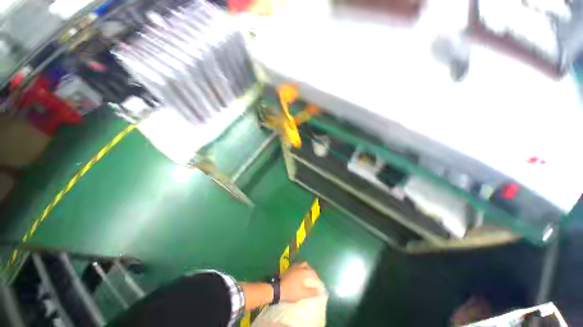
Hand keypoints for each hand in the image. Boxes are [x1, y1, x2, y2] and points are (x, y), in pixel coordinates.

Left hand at [280, 262, 324, 302]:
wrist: (278, 289)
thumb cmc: (291, 291)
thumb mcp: (302, 294)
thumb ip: (312, 292)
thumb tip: (321, 291)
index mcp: (303, 272)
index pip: (312, 272)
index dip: (316, 276)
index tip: (317, 281)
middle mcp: (298, 267)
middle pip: (306, 265)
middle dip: (310, 269)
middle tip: (311, 276)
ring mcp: (292, 268)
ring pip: (300, 265)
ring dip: (304, 268)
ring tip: (305, 276)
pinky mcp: (288, 270)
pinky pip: (296, 267)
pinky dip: (299, 269)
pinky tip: (298, 276)